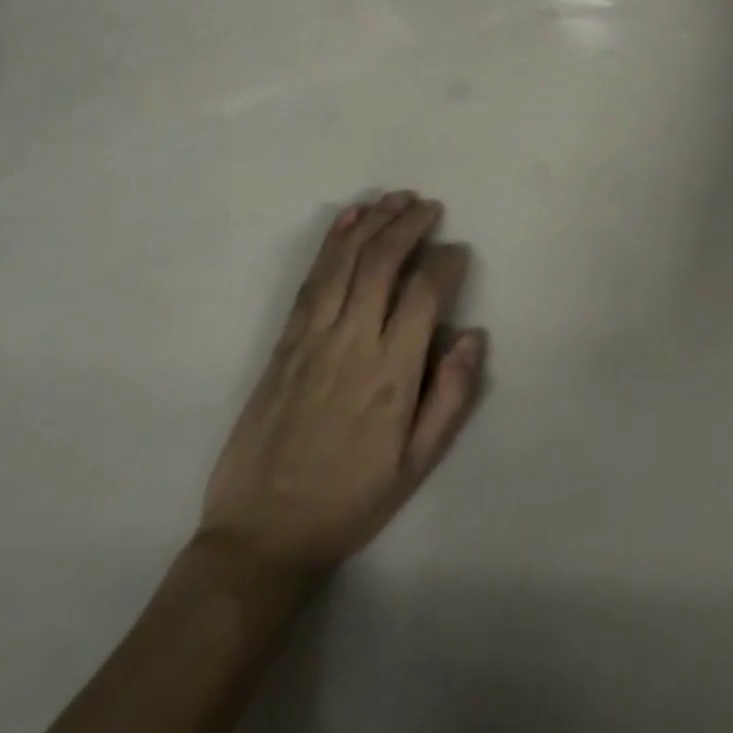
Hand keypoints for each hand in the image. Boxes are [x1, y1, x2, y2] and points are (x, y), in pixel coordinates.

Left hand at [198, 191, 485, 579]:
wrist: (261, 535)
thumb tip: (472, 334)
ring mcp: (313, 337)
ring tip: (396, 197)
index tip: (457, 252)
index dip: (446, 262)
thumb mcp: (416, 465)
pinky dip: (332, 242)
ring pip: (347, 261)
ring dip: (374, 221)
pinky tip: (349, 218)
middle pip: (384, 262)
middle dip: (410, 224)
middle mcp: (353, 343)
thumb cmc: (349, 500)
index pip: (425, 293)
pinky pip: (312, 279)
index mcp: (392, 374)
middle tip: (429, 207)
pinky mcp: (285, 341)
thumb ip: (451, 397)